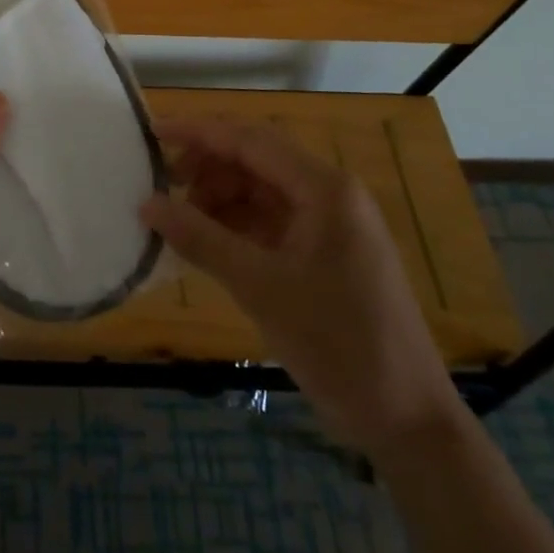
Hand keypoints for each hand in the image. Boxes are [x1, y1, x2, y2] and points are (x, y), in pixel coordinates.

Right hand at [140, 117, 458, 454]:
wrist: (407, 420)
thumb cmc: (337, 344)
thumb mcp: (260, 288)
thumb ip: (200, 239)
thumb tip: (146, 204)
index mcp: (324, 188)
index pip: (250, 140)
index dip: (198, 132)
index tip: (152, 132)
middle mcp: (330, 193)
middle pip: (257, 159)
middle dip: (208, 167)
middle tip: (162, 186)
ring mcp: (332, 222)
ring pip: (262, 189)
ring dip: (220, 197)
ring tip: (181, 220)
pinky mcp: (328, 251)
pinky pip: (272, 219)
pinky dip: (238, 224)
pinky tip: (209, 241)